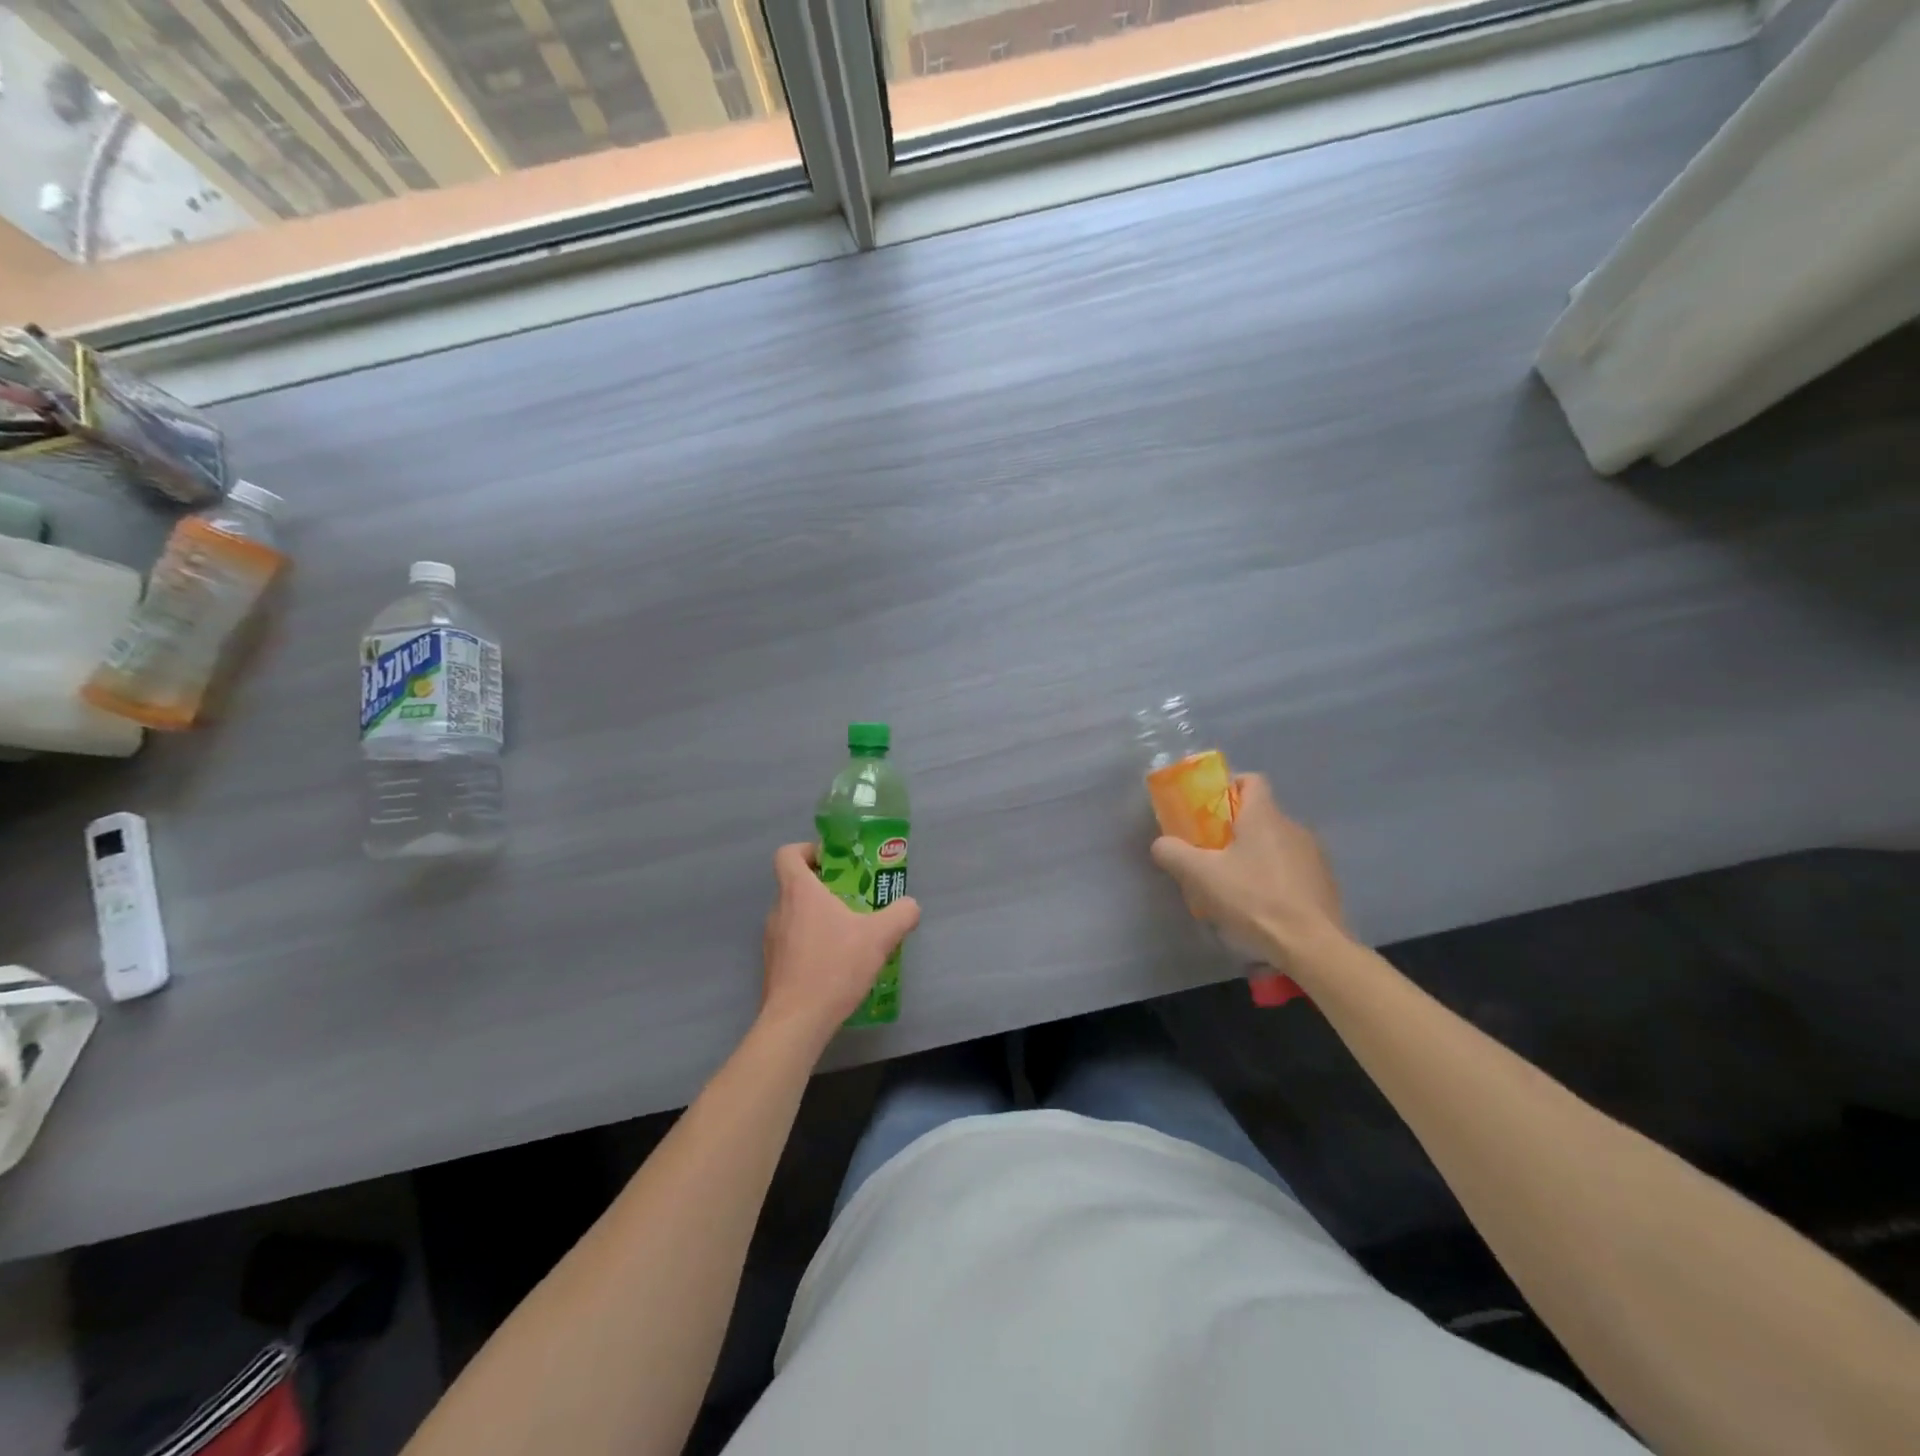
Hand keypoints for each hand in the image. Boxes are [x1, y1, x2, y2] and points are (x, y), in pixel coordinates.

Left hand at [760, 843, 919, 1044]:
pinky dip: (811, 943)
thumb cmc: (834, 967)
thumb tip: (910, 906)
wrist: (797, 1022)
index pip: (788, 854)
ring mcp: (772, 939)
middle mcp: (779, 909)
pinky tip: (836, 963)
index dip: (808, 851)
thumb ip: (901, 915)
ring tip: (849, 933)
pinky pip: (792, 942)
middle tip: (853, 898)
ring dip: (818, 917)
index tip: (832, 862)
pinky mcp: (773, 966)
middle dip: (823, 886)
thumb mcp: (880, 937)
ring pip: (794, 914)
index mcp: (799, 891)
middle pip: (794, 884)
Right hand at [1150, 774, 1345, 971]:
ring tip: (1235, 884)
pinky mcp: (1325, 883)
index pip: (1251, 780)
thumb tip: (1161, 844)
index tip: (1208, 807)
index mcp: (1265, 816)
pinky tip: (1261, 905)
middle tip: (1211, 852)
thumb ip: (1173, 853)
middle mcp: (1293, 827)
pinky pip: (1293, 869)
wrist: (1312, 945)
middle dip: (1234, 828)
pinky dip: (1275, 878)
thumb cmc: (1254, 899)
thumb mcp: (1201, 876)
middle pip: (1260, 815)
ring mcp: (1314, 856)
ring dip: (1255, 855)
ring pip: (1276, 843)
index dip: (1228, 786)